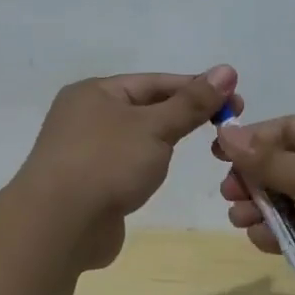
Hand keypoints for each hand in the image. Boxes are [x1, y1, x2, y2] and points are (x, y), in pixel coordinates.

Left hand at [18, 66, 240, 268]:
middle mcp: (85, 116)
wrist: (58, 225)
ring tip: (198, 149)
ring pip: (135, 139)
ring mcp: (82, 152)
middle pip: (144, 108)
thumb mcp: (155, 127)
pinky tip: (159, 176)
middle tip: (226, 126)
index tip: (235, 100)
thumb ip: (192, 102)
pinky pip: (124, 166)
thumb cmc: (107, 163)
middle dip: (183, 115)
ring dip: (163, 142)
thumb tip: (226, 70)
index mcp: (95, 92)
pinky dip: (145, 167)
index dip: (197, 88)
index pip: (155, 82)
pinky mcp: (87, 185)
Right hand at [214, 114, 294, 294]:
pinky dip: (275, 235)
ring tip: (239, 218)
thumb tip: (226, 130)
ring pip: (283, 202)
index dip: (251, 139)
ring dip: (257, 210)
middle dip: (251, 179)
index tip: (218, 153)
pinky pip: (293, 232)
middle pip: (281, 166)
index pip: (287, 129)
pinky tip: (262, 240)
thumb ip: (265, 158)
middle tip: (229, 193)